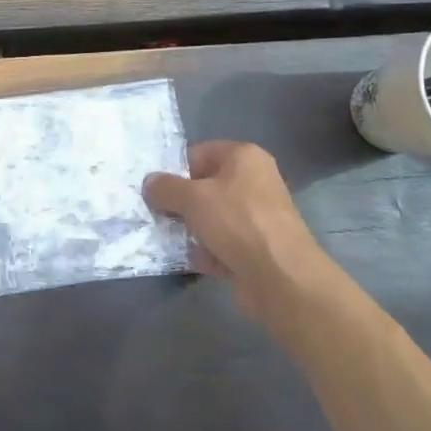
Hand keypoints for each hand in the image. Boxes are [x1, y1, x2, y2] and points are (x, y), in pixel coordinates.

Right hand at [144, 141, 337, 327]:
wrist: (280, 277)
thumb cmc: (236, 222)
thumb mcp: (192, 198)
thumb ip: (165, 187)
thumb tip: (149, 183)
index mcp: (244, 157)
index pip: (200, 153)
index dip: (176, 170)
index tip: (158, 190)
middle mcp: (255, 180)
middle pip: (206, 186)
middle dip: (182, 202)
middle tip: (158, 214)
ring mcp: (258, 216)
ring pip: (214, 216)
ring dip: (192, 228)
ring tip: (169, 239)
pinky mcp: (258, 246)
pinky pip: (224, 242)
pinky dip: (208, 250)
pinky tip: (191, 260)